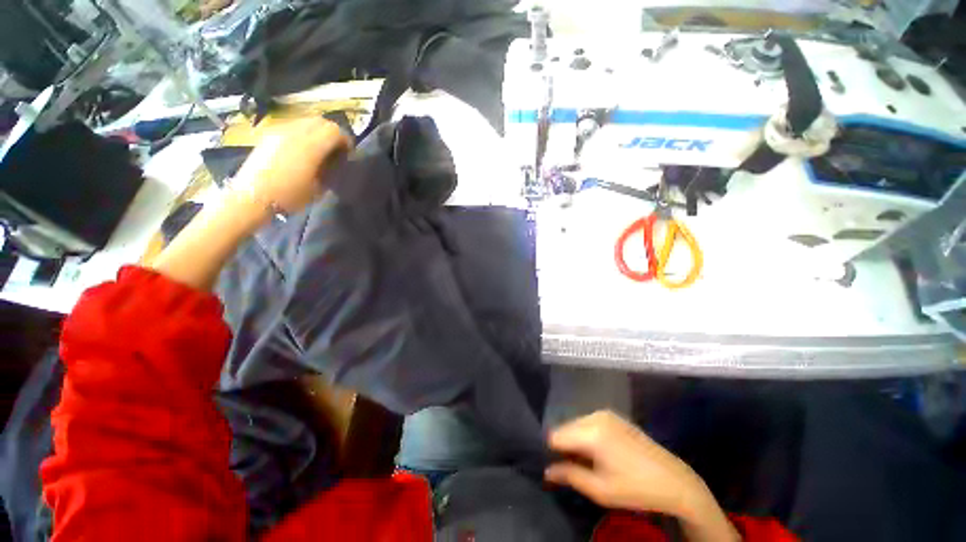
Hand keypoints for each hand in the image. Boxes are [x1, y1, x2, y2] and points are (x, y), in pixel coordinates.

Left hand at [232, 117, 350, 214]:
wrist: (253, 197)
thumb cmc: (290, 196)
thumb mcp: (319, 186)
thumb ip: (331, 168)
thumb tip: (336, 160)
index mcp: (310, 146)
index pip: (334, 131)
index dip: (345, 141)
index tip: (348, 154)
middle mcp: (295, 133)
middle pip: (321, 121)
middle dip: (332, 134)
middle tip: (336, 151)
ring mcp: (280, 131)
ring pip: (306, 122)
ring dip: (317, 132)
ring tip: (320, 150)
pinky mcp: (270, 135)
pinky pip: (293, 127)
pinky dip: (303, 134)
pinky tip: (303, 151)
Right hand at [545, 411, 738, 541]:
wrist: (675, 480)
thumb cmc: (636, 488)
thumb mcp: (600, 490)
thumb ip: (569, 476)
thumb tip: (547, 470)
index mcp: (592, 432)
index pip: (555, 435)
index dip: (552, 452)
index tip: (556, 467)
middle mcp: (595, 415)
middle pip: (565, 427)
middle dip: (563, 446)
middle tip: (573, 468)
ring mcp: (605, 413)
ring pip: (576, 424)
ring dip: (575, 440)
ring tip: (588, 462)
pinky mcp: (613, 415)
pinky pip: (588, 422)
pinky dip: (586, 435)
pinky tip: (599, 452)